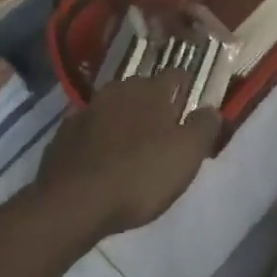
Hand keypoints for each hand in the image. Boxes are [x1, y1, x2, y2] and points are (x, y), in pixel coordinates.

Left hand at [35, 74, 222, 240]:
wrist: (73, 202)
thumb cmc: (139, 176)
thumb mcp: (186, 155)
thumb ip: (203, 127)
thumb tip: (211, 109)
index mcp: (152, 90)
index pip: (176, 75)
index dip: (186, 87)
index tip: (192, 103)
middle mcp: (119, 90)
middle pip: (142, 88)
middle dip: (153, 102)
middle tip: (162, 128)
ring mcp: (87, 109)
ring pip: (113, 106)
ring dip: (123, 118)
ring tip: (130, 143)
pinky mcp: (64, 133)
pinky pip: (89, 128)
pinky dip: (97, 137)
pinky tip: (100, 157)